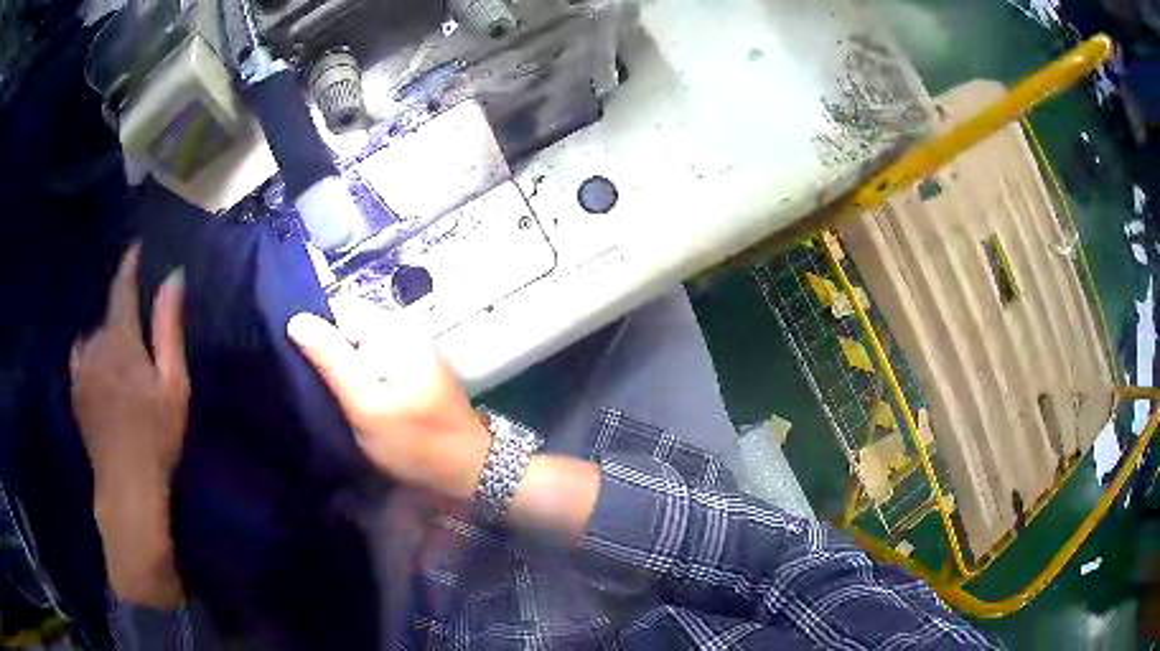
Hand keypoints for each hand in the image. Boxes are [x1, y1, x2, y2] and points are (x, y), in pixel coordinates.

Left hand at [70, 245, 188, 608]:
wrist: (126, 486)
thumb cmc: (156, 436)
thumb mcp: (173, 383)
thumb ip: (168, 328)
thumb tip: (173, 277)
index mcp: (120, 338)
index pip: (122, 287)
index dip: (129, 264)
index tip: (135, 247)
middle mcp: (95, 343)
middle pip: (108, 313)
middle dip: (121, 308)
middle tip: (136, 319)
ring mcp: (81, 367)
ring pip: (94, 334)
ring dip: (107, 332)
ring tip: (119, 346)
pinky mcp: (75, 389)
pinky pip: (80, 354)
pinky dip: (89, 349)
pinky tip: (96, 360)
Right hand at [288, 299, 490, 500]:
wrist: (468, 470)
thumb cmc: (416, 442)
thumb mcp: (367, 405)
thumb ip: (331, 361)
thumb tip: (297, 320)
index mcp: (394, 330)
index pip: (339, 309)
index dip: (314, 332)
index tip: (297, 362)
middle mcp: (403, 331)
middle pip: (348, 329)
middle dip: (327, 353)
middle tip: (311, 386)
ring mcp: (409, 351)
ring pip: (358, 349)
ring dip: (340, 370)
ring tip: (325, 396)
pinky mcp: (411, 373)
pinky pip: (372, 364)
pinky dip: (357, 379)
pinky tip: (349, 402)